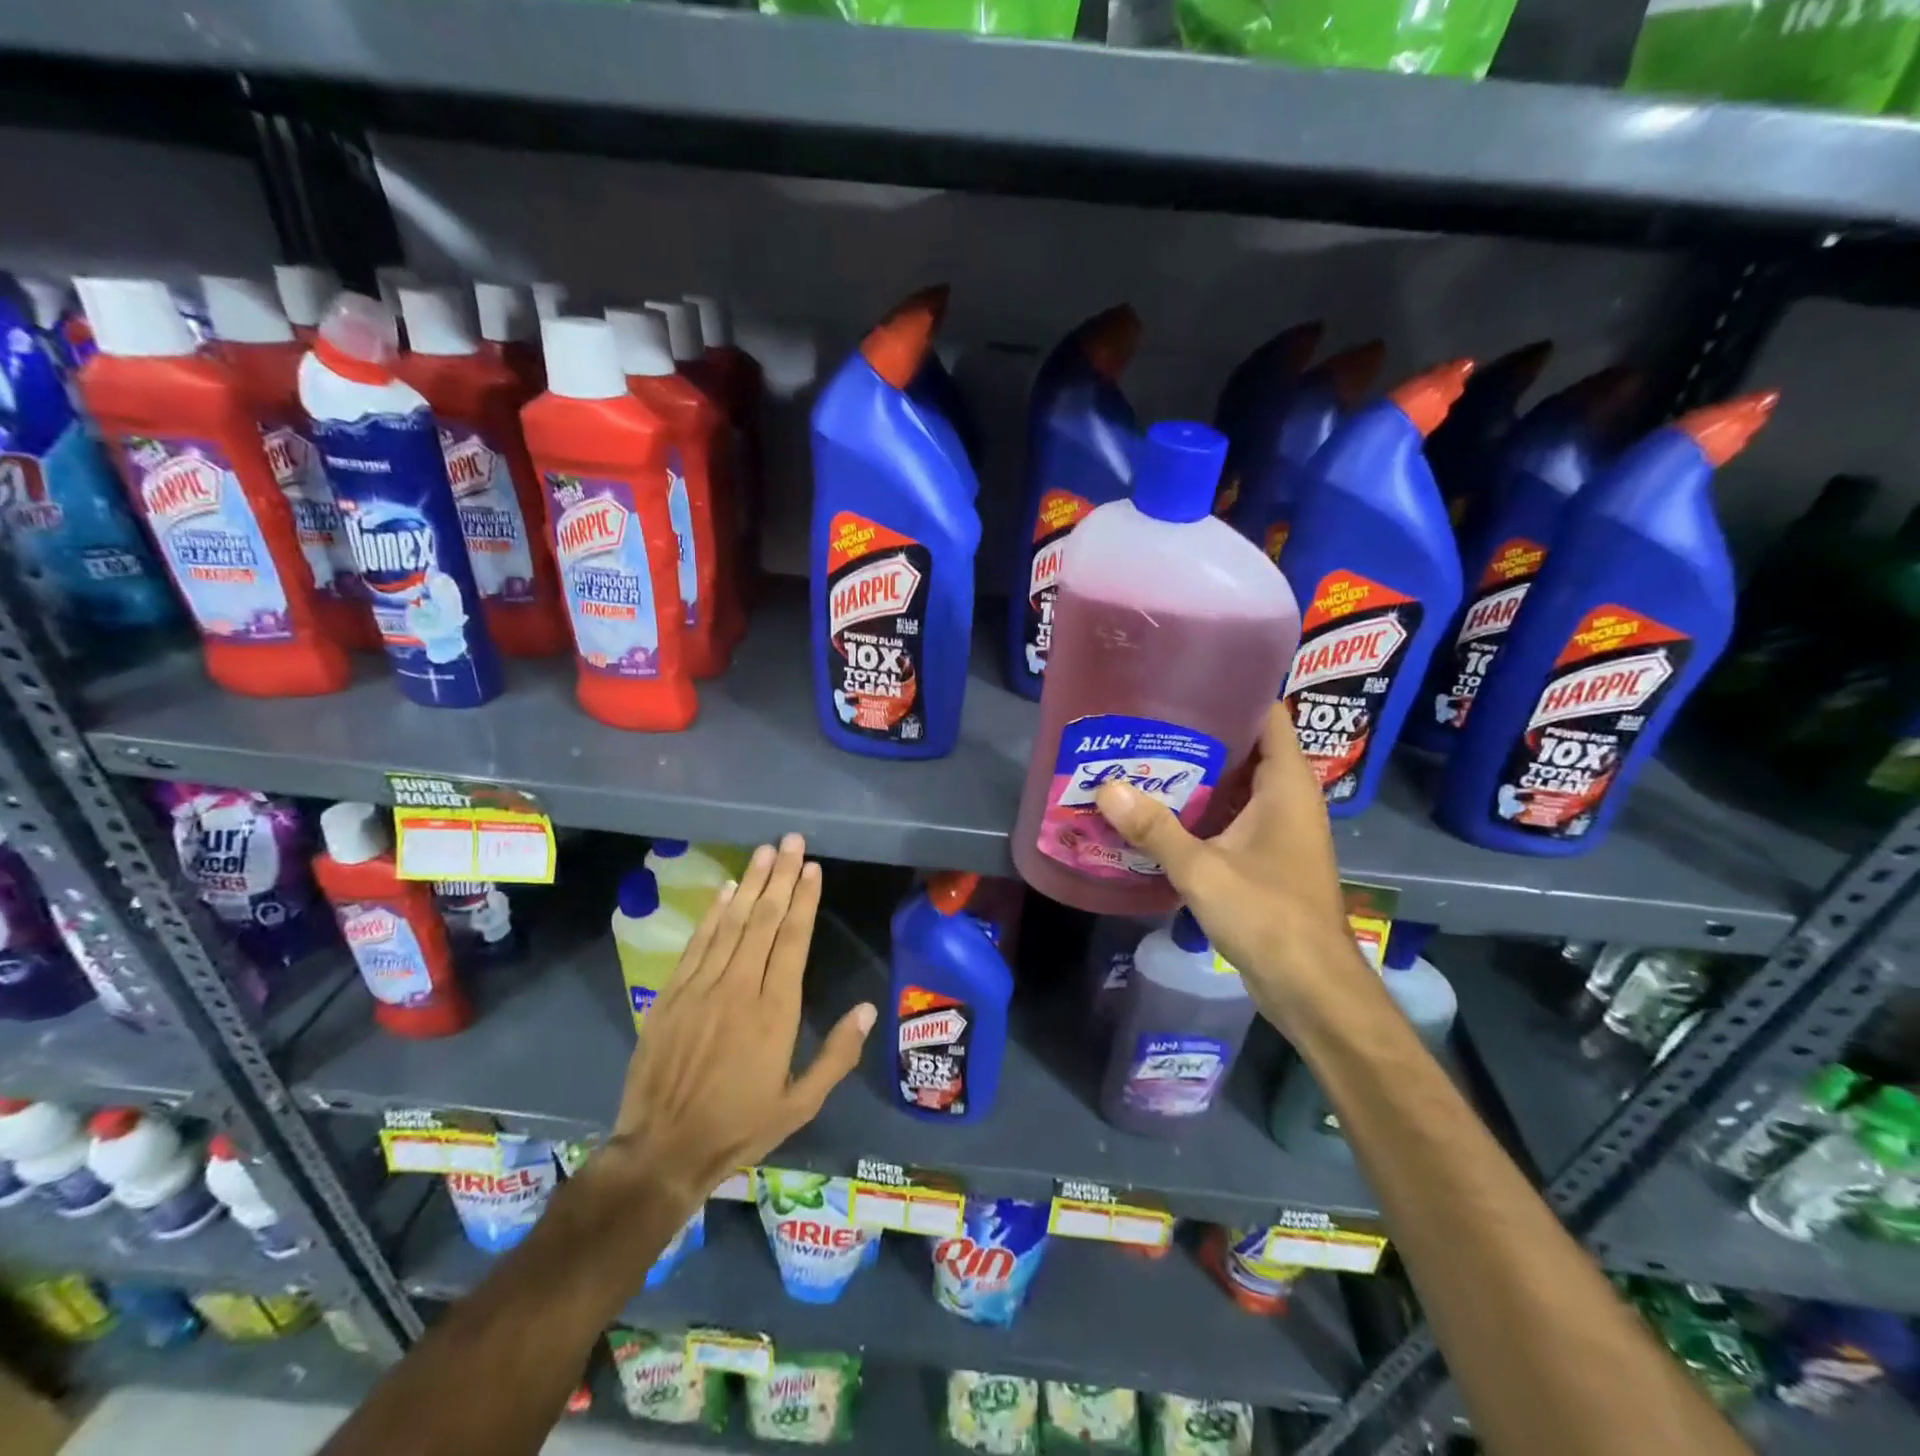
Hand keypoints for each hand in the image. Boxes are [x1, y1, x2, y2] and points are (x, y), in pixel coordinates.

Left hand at [602, 834, 875, 1215]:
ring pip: (731, 923)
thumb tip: (867, 1009)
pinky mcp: (671, 995)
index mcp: (775, 1012)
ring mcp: (701, 988)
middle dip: (781, 877)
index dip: (805, 900)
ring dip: (750, 884)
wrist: (661, 1151)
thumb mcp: (799, 1105)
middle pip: (764, 920)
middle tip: (792, 841)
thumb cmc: (739, 1127)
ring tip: (764, 852)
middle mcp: (739, 988)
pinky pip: (697, 944)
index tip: (813, 868)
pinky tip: (726, 890)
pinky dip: (713, 914)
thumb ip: (837, 1056)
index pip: (794, 941)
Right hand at [1093, 704, 1366, 1029]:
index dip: (1233, 690)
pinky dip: (1201, 808)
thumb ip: (1155, 828)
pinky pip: (1232, 815)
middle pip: (1246, 746)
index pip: (1268, 714)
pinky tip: (1159, 811)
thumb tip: (1107, 788)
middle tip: (1146, 720)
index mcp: (1286, 784)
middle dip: (1200, 733)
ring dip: (1197, 774)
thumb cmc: (1267, 914)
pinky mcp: (1267, 856)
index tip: (1184, 679)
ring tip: (1143, 757)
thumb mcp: (1202, 868)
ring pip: (1236, 784)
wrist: (1310, 985)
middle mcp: (1288, 797)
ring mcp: (1279, 828)